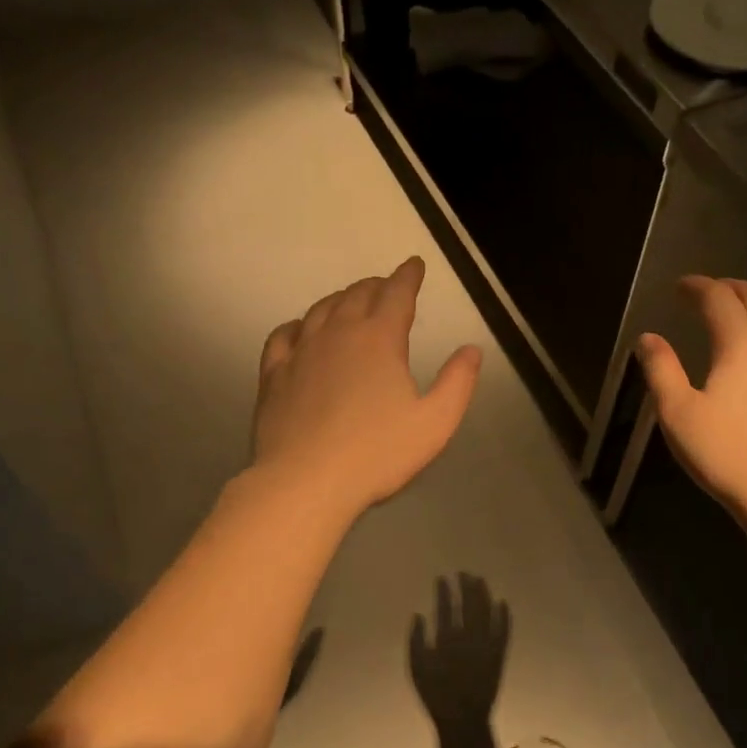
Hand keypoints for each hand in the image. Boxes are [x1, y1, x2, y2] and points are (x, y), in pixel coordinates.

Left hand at [251, 256, 481, 519]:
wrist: (305, 482)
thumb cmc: (377, 454)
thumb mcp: (435, 423)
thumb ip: (458, 383)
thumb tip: (471, 350)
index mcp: (379, 339)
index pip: (396, 294)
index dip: (408, 276)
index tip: (414, 265)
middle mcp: (338, 333)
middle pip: (357, 295)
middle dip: (376, 286)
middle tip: (387, 286)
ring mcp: (301, 352)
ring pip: (321, 310)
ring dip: (340, 299)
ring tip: (350, 300)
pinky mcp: (274, 374)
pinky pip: (284, 335)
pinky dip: (298, 324)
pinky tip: (301, 329)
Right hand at [408, 573, 510, 731]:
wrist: (463, 719)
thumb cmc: (435, 694)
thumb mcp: (416, 669)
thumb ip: (415, 640)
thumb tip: (418, 615)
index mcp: (445, 640)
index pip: (445, 608)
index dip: (444, 591)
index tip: (443, 578)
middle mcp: (468, 638)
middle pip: (468, 605)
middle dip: (466, 586)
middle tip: (463, 573)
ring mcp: (486, 645)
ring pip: (487, 613)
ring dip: (484, 595)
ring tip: (480, 581)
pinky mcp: (499, 654)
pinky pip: (504, 631)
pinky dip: (505, 616)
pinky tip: (503, 602)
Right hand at [635, 275, 746, 520]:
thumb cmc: (727, 454)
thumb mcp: (678, 414)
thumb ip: (661, 371)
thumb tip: (648, 338)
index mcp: (741, 344)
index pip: (719, 299)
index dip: (697, 287)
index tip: (679, 286)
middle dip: (731, 287)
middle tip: (709, 290)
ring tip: (738, 314)